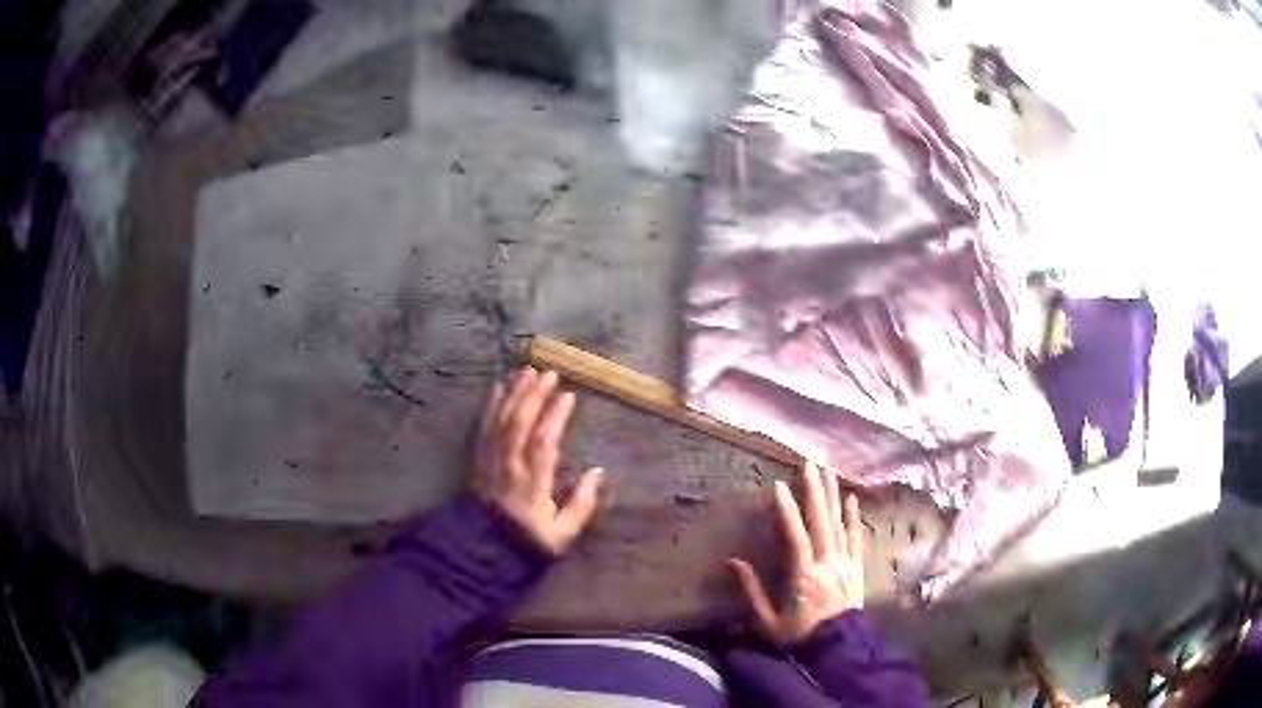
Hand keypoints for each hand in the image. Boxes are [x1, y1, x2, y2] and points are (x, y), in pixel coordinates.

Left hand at [472, 367, 603, 554]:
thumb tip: (597, 472)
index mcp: (532, 483)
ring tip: (527, 371)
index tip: (568, 396)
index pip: (544, 443)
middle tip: (549, 373)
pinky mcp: (477, 459)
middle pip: (520, 423)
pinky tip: (498, 388)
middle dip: (534, 395)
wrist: (483, 549)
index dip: (555, 417)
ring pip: (501, 420)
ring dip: (514, 394)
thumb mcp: (561, 534)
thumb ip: (581, 504)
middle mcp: (509, 466)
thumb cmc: (527, 541)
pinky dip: (491, 405)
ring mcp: (490, 460)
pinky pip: (483, 426)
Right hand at [729, 462, 864, 645]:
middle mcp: (827, 564)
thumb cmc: (799, 636)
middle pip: (821, 522)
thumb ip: (751, 591)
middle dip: (814, 491)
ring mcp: (845, 564)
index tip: (779, 486)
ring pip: (839, 524)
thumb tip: (733, 562)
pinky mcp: (857, 568)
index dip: (787, 512)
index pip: (796, 538)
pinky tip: (851, 499)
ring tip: (828, 472)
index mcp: (804, 576)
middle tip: (809, 464)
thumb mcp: (767, 622)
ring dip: (832, 497)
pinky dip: (854, 517)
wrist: (838, 649)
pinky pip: (856, 538)